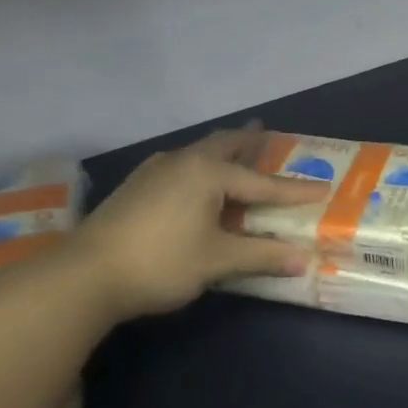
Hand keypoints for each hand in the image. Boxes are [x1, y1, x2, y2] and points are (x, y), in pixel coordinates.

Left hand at [72, 125, 326, 321]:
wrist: (84, 275)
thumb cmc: (161, 262)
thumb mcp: (217, 261)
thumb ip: (262, 256)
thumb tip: (303, 260)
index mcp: (207, 173)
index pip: (262, 183)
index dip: (293, 190)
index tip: (322, 188)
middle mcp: (182, 162)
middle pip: (224, 145)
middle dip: (248, 141)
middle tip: (266, 132)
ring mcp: (153, 172)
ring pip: (198, 153)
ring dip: (221, 153)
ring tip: (234, 154)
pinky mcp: (135, 187)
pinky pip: (180, 166)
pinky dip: (200, 168)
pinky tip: (194, 183)